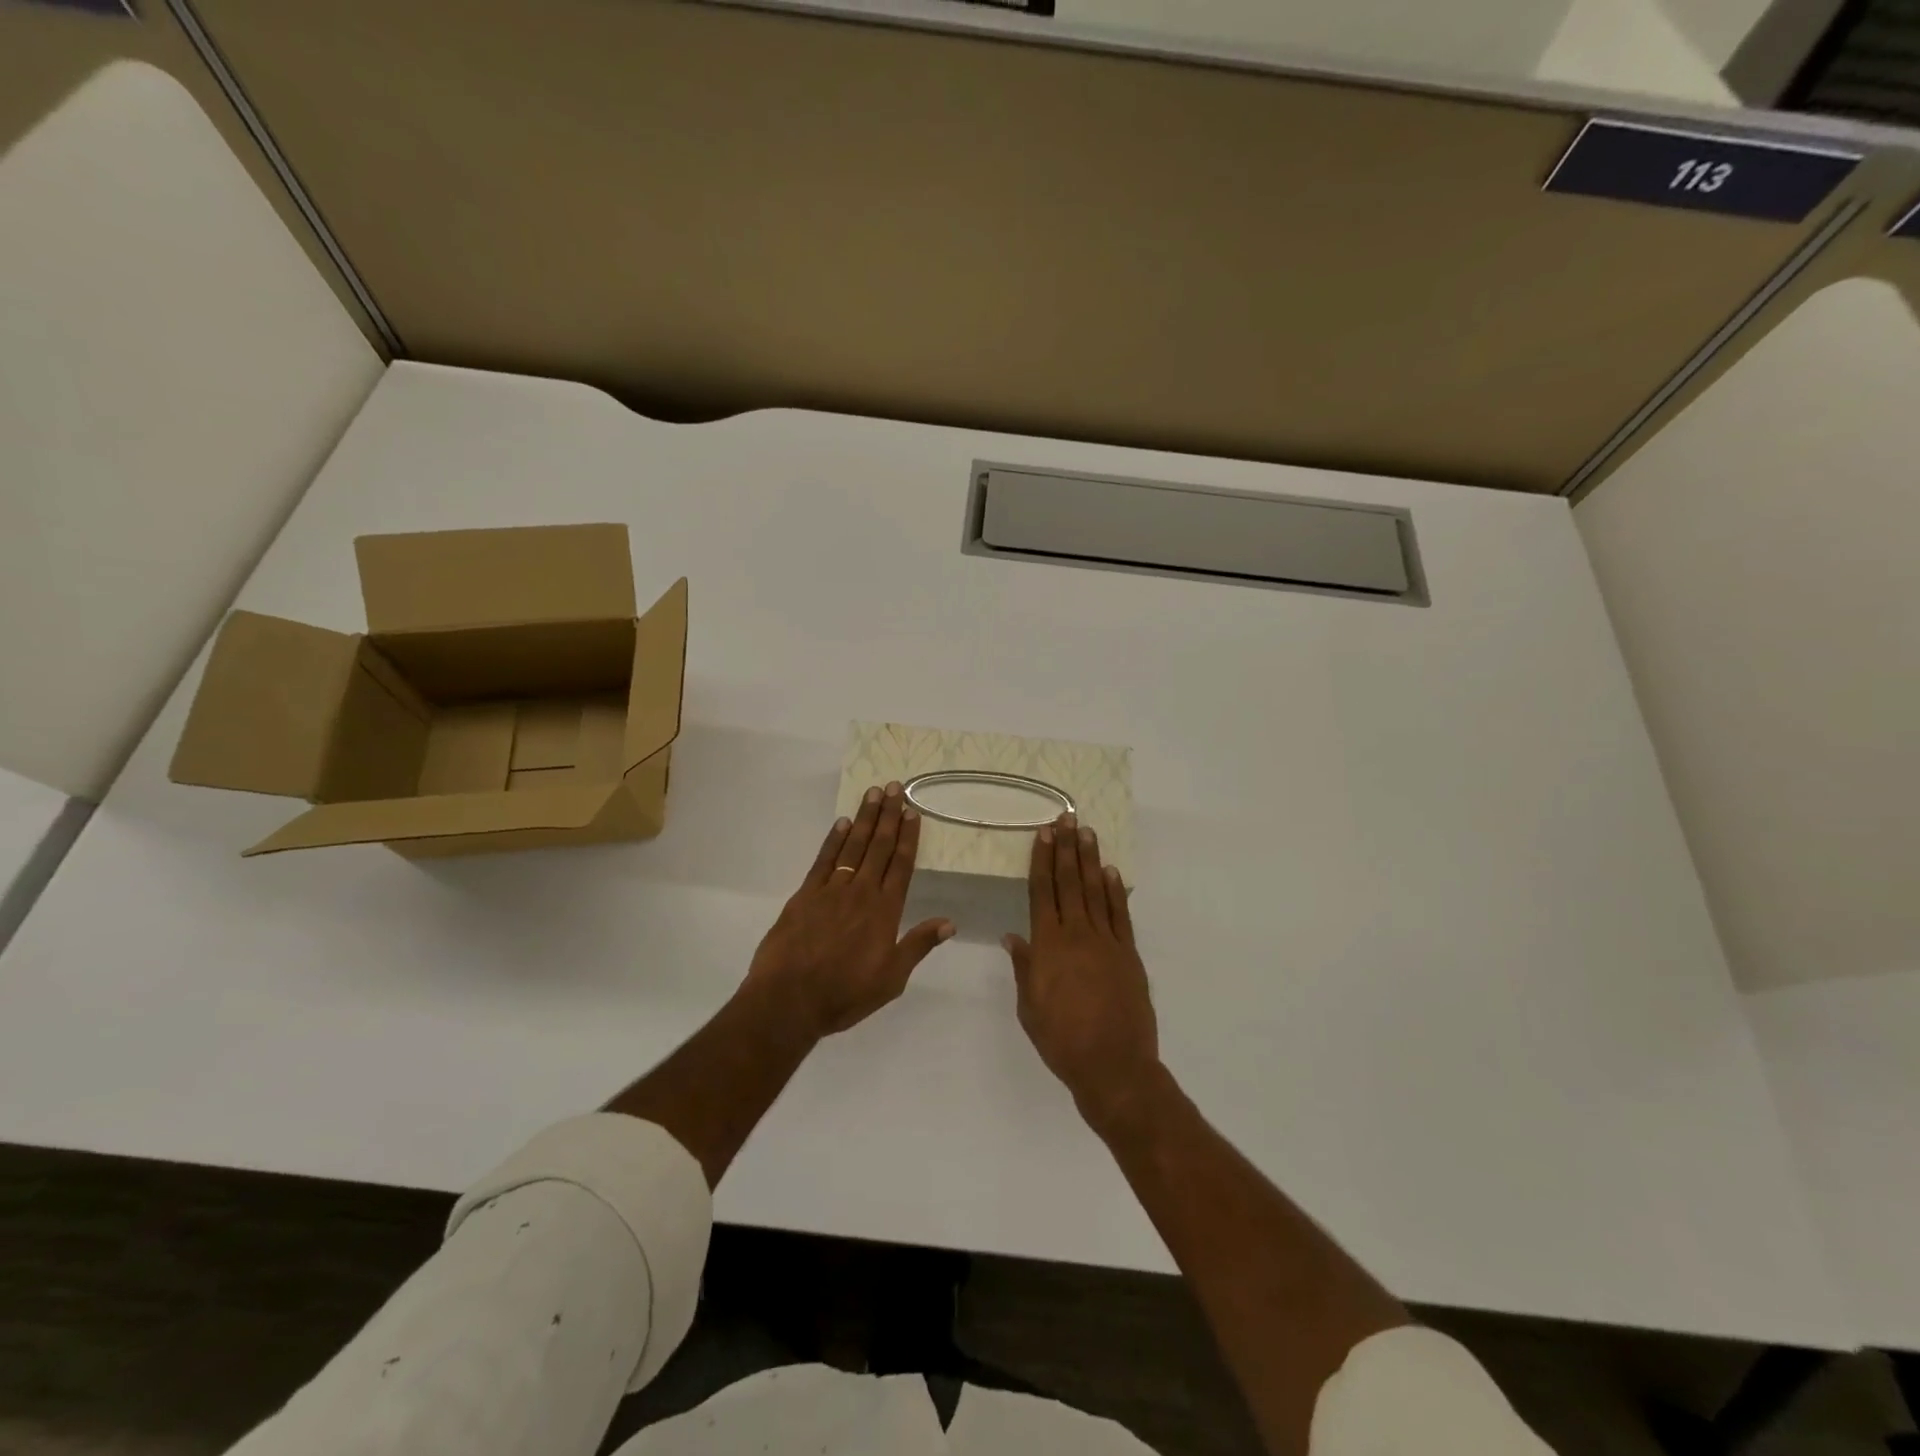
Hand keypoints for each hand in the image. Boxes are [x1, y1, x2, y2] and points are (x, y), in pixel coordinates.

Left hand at [746, 783, 955, 1038]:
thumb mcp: (892, 979)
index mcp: (885, 912)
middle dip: (888, 816)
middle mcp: (861, 893)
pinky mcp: (805, 895)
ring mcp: (831, 890)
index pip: (901, 865)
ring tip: (873, 793)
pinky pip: (823, 860)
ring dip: (864, 819)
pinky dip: (833, 840)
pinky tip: (841, 823)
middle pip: (878, 847)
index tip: (912, 812)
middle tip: (894, 787)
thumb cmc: (845, 994)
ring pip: (852, 846)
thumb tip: (950, 923)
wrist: (789, 1000)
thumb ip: (918, 946)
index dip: (907, 837)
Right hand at [1003, 813, 1162, 1133]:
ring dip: (1090, 860)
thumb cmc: (1061, 1039)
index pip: (1043, 891)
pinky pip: (1120, 914)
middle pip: (1069, 882)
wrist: (1113, 1065)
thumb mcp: (1029, 1007)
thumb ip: (1024, 967)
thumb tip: (1013, 937)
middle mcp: (1077, 934)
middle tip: (1067, 819)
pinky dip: (1115, 891)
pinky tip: (1110, 872)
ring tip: (1088, 833)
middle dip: (1067, 848)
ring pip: (1095, 891)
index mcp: (1048, 945)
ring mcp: (1106, 941)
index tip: (1044, 834)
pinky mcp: (1128, 953)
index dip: (1043, 860)